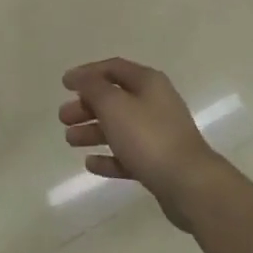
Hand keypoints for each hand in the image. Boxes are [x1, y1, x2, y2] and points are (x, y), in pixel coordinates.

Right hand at [59, 59, 229, 229]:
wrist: (189, 184)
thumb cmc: (148, 137)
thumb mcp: (115, 105)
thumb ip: (94, 88)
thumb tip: (81, 77)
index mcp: (148, 83)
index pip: (113, 68)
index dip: (87, 73)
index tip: (64, 84)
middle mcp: (155, 103)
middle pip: (115, 99)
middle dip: (87, 106)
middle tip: (63, 117)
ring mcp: (158, 134)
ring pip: (119, 127)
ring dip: (93, 131)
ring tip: (70, 140)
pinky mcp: (158, 162)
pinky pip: (128, 155)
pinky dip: (109, 157)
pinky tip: (90, 163)